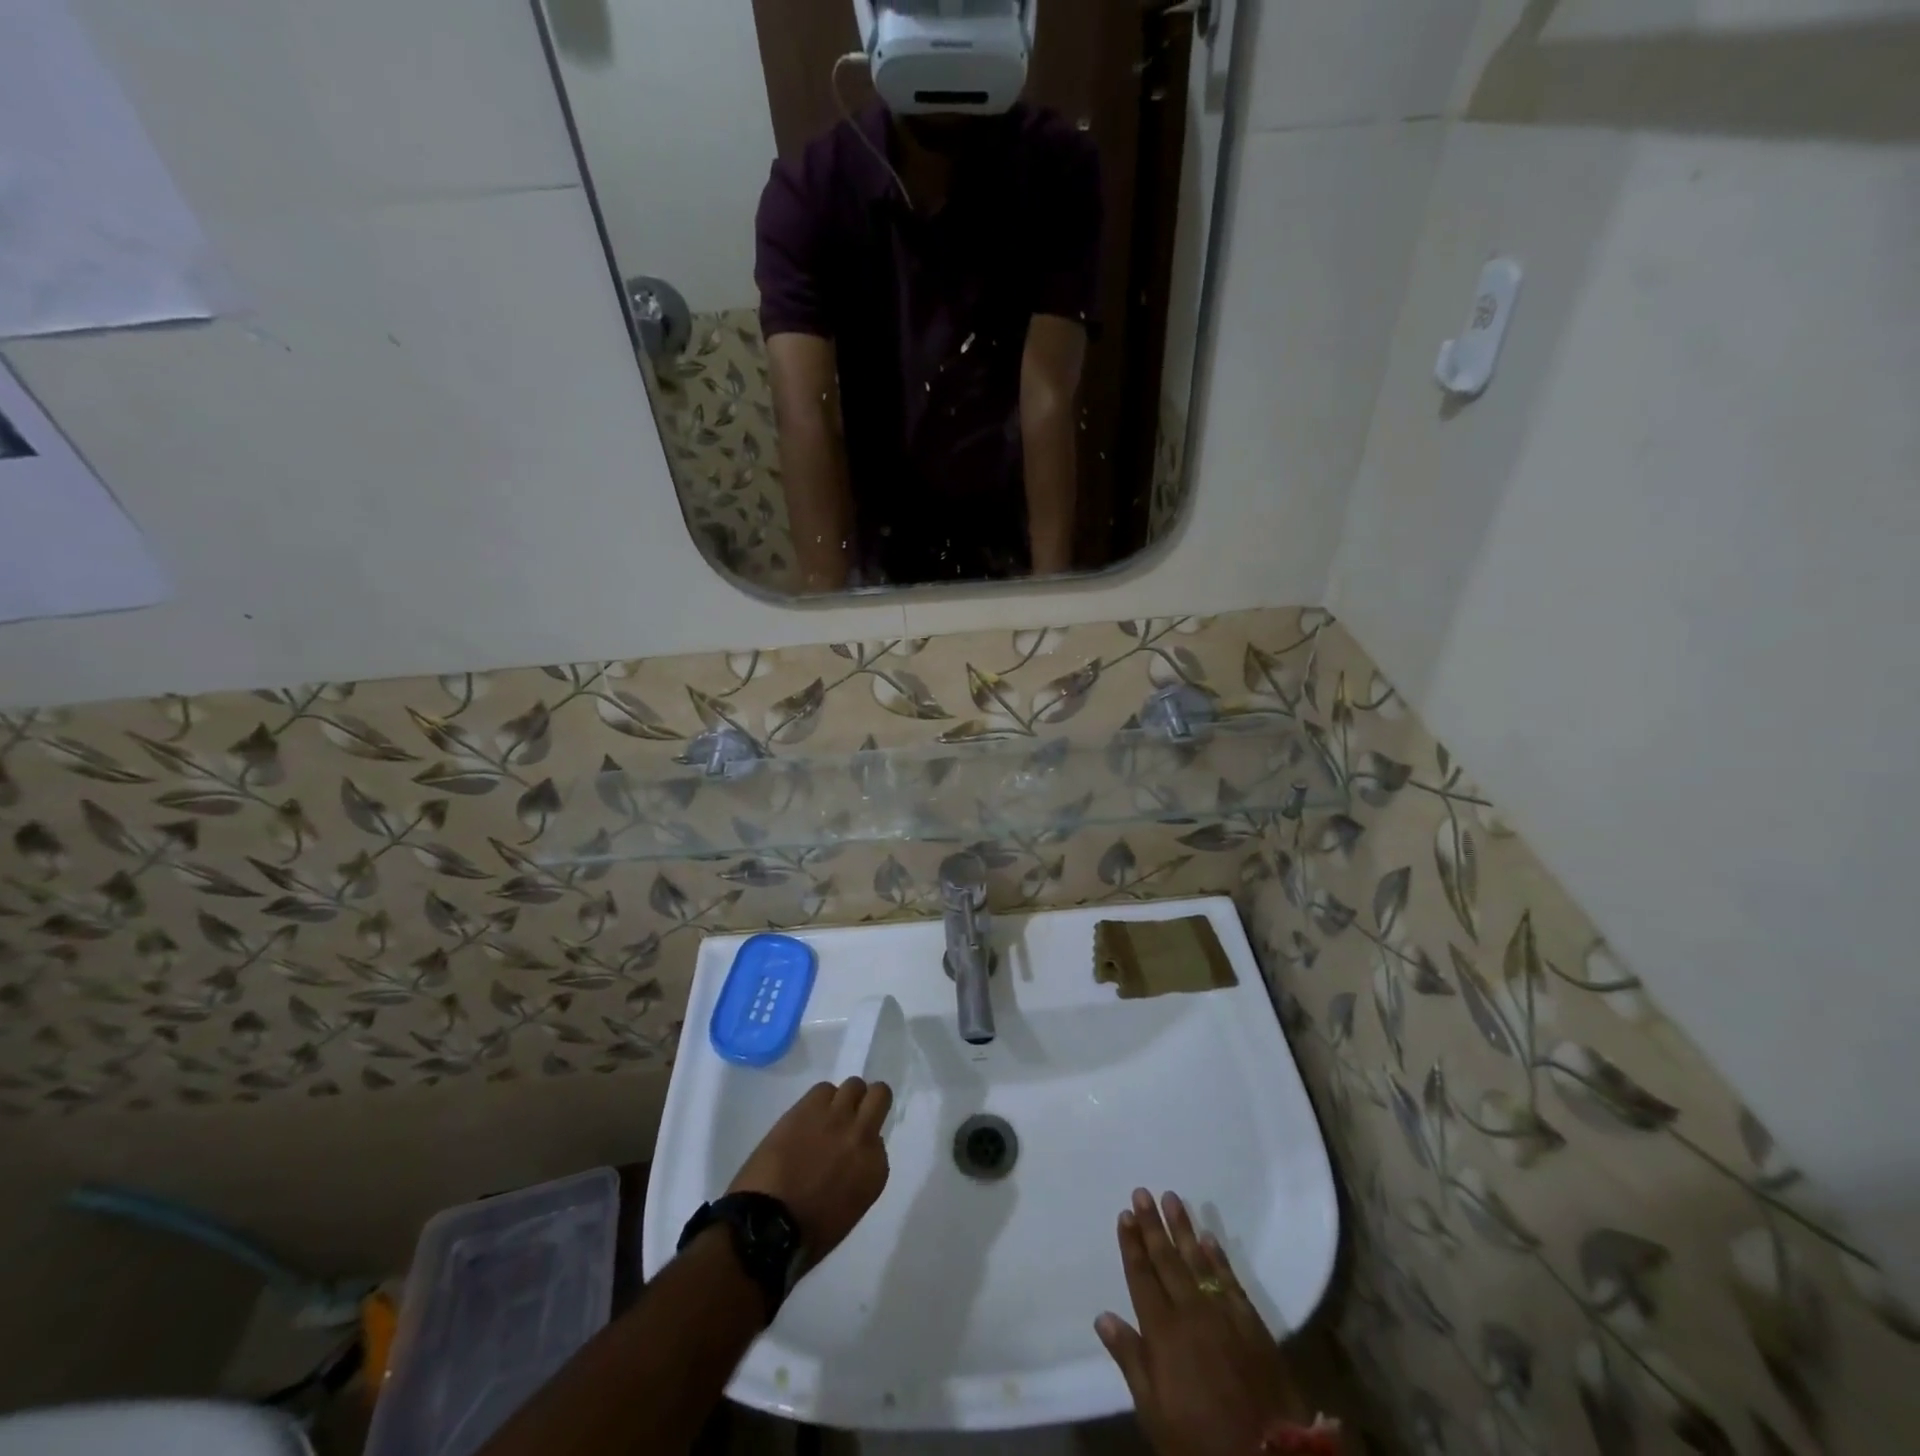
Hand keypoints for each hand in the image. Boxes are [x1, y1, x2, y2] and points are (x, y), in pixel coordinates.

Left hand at [728, 1078, 891, 1265]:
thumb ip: (858, 1174)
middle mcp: (862, 1135)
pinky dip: (819, 1100)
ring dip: (843, 1099)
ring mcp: (836, 1117)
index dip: (865, 1142)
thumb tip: (850, 1158)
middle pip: (879, 1094)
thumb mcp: (849, 1209)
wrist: (766, 1227)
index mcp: (875, 1169)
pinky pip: (823, 1089)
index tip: (851, 1151)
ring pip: (853, 1085)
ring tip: (826, 1116)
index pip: (880, 1139)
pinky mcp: (809, 1107)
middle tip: (853, 1115)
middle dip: (868, 1102)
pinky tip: (807, 1118)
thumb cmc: (807, 1234)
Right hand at [1096, 1190, 1310, 1455]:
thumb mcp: (1155, 1413)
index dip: (1132, 1245)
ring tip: (1171, 1198)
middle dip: (1152, 1225)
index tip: (1124, 1214)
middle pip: (1167, 1260)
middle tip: (1142, 1192)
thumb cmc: (1200, 1439)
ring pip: (1197, 1260)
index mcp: (1162, 1331)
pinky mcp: (1251, 1322)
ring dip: (1183, 1228)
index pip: (1142, 1276)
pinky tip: (1209, 1237)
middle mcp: (1190, 1311)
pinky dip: (1218, 1257)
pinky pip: (1230, 1280)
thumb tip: (1103, 1317)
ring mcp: (1223, 1313)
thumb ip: (1131, 1360)